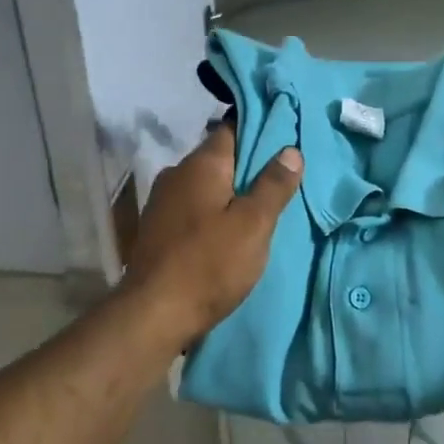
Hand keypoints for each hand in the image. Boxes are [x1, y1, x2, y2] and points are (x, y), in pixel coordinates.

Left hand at [120, 123, 303, 340]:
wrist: (152, 315)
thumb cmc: (209, 263)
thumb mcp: (254, 224)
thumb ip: (273, 185)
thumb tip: (290, 149)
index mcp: (200, 164)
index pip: (231, 129)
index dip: (259, 131)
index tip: (284, 139)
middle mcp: (177, 173)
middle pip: (219, 158)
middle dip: (247, 166)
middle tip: (281, 177)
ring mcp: (162, 201)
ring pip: (206, 185)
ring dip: (229, 193)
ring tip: (260, 206)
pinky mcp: (157, 229)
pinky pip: (193, 208)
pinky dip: (213, 212)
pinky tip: (229, 230)